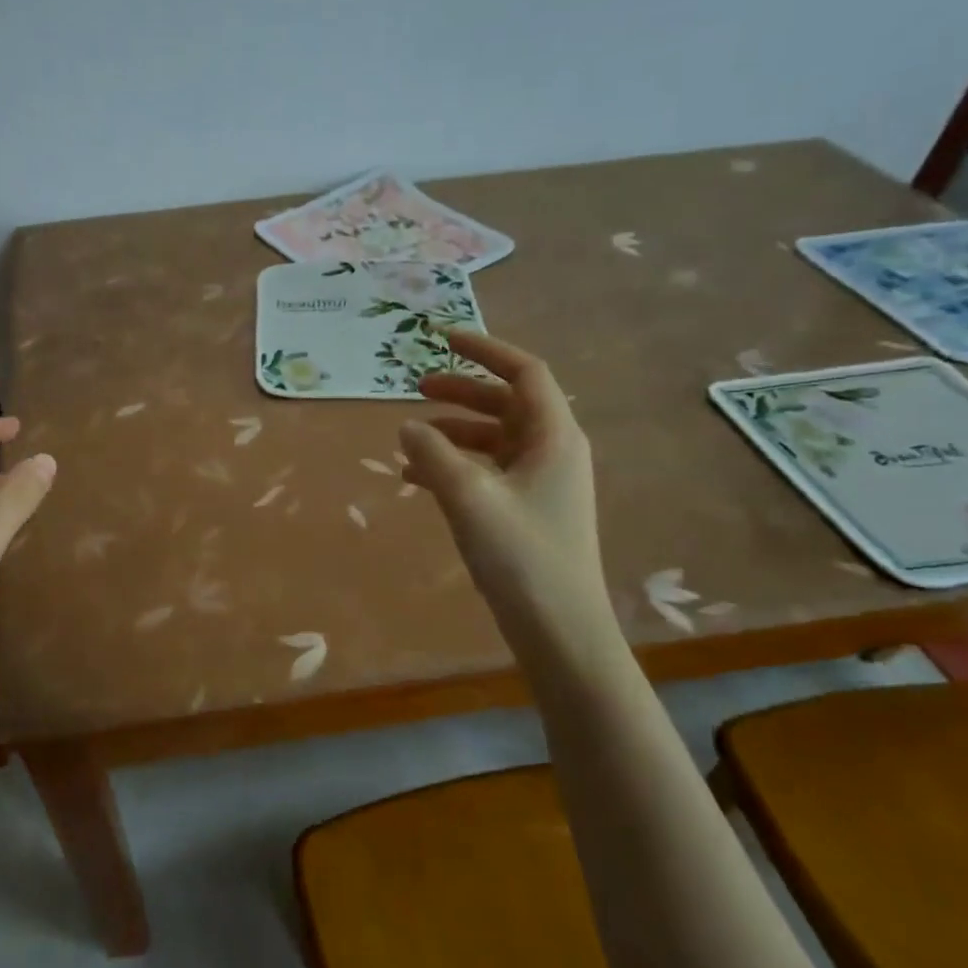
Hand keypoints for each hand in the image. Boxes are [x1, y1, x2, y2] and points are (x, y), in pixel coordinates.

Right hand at [399, 331, 615, 648]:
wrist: (559, 630)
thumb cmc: (521, 556)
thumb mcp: (468, 497)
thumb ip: (433, 454)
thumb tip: (407, 425)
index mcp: (553, 437)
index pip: (524, 372)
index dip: (485, 349)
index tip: (442, 338)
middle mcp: (552, 451)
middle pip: (505, 402)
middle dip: (461, 390)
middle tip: (416, 386)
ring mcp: (541, 482)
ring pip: (492, 438)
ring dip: (452, 431)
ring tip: (409, 437)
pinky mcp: (527, 509)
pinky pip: (487, 470)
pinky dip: (454, 465)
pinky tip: (415, 478)